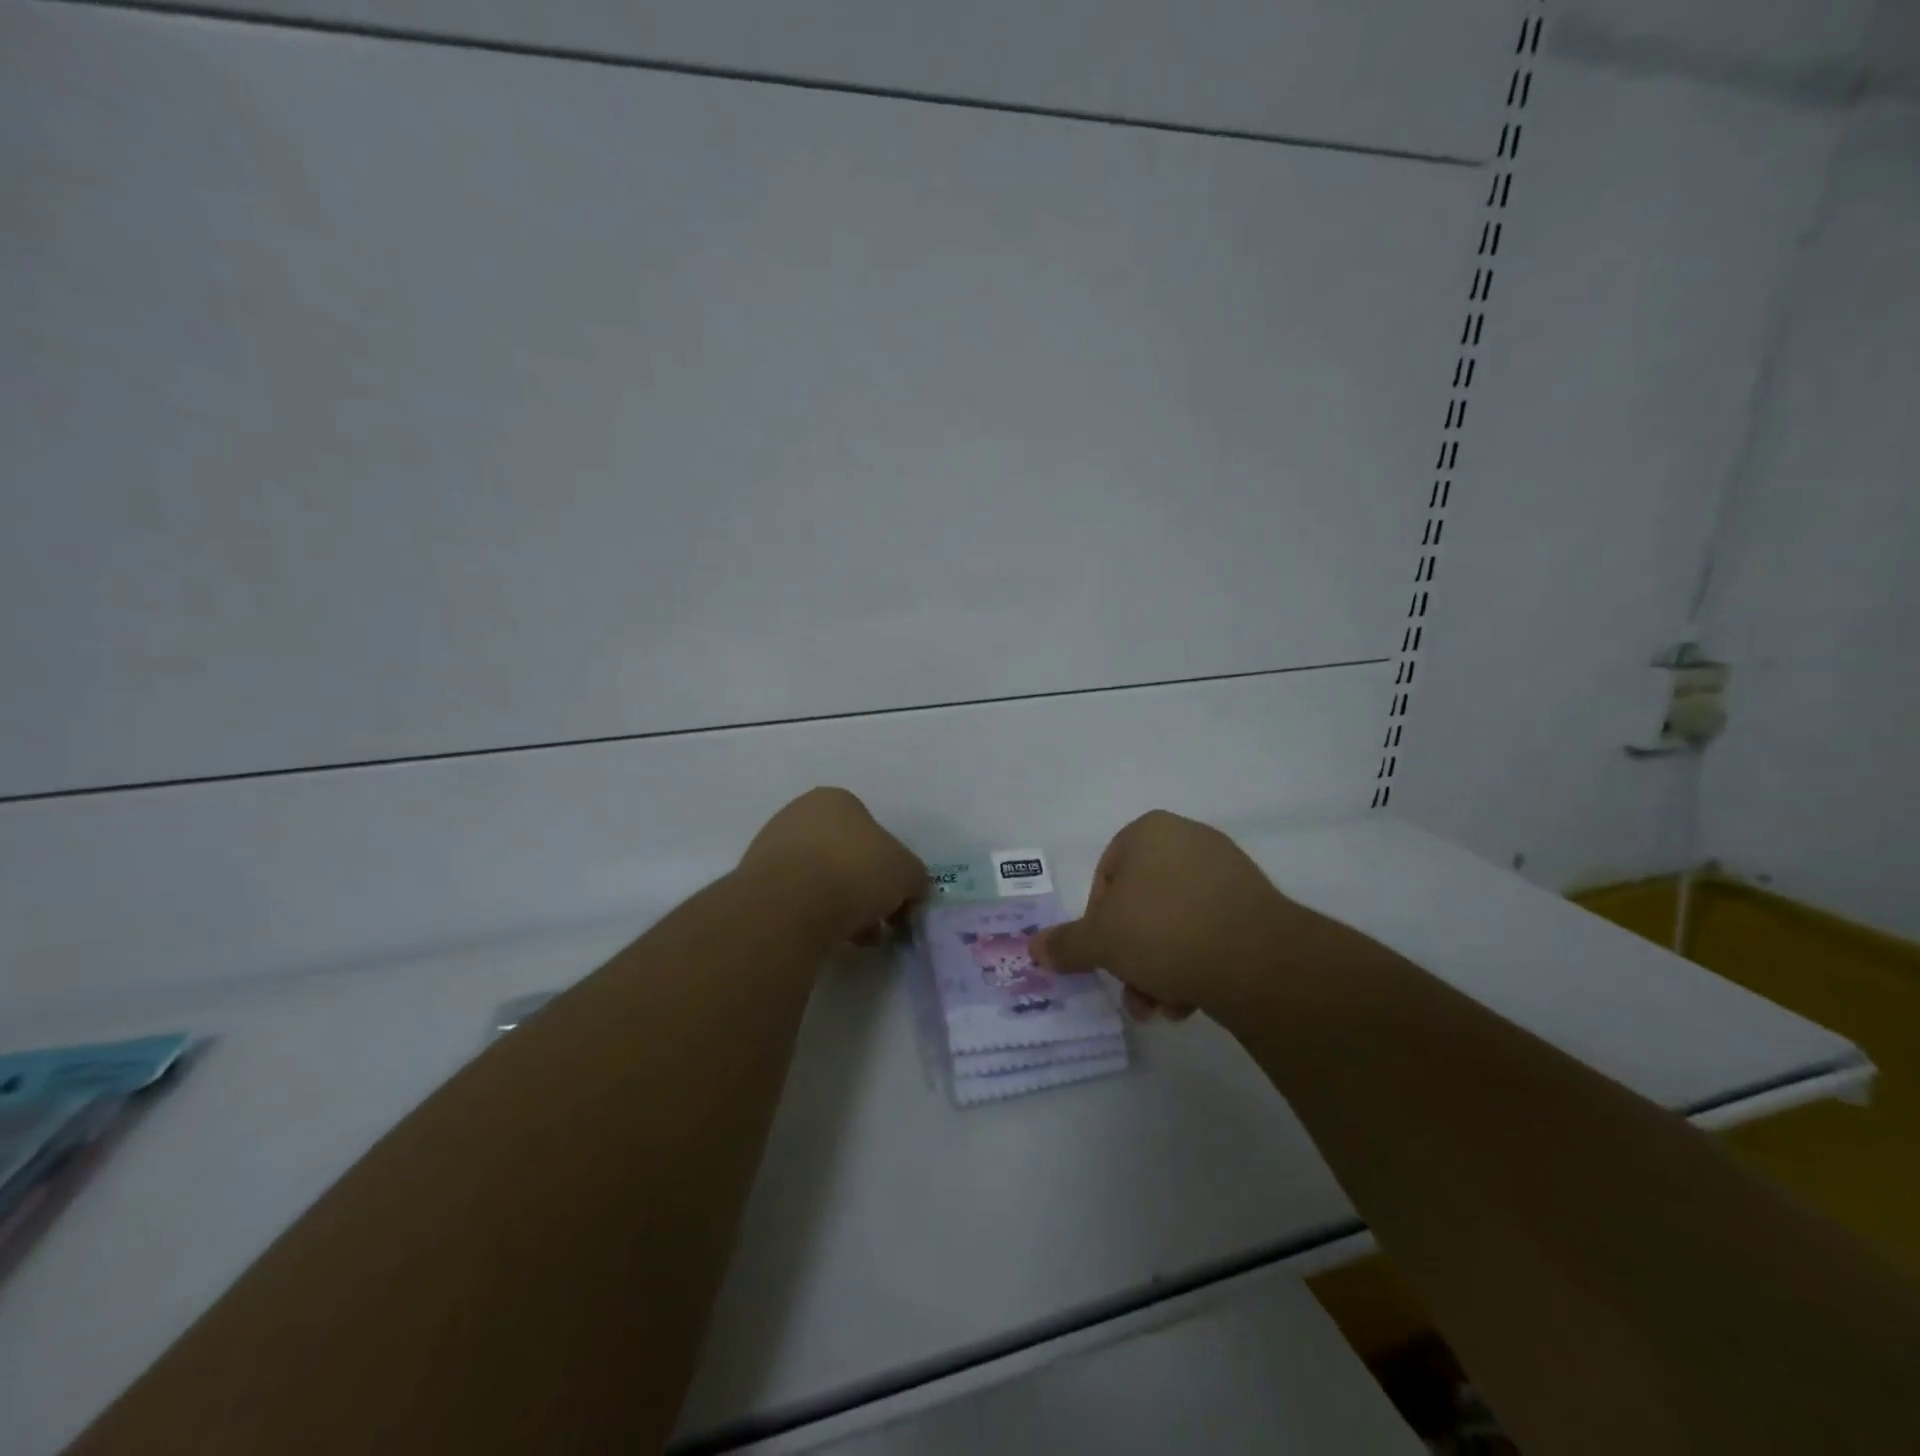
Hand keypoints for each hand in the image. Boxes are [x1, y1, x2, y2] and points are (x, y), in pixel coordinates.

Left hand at [739, 788, 927, 945]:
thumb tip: (911, 891)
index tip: (896, 900)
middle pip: (845, 857)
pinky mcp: (752, 882)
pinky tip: (822, 938)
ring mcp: (770, 846)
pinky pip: (795, 900)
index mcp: (836, 800)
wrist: (789, 905)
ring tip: (853, 939)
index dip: (890, 868)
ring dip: (840, 907)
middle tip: (877, 924)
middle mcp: (799, 814)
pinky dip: (812, 917)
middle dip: (864, 891)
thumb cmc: (855, 872)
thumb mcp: (907, 873)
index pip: (873, 832)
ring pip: (820, 880)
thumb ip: (914, 878)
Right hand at [1031, 810, 1321, 1023]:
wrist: (1258, 960)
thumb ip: (1066, 943)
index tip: (1103, 955)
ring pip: (1174, 924)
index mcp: (1150, 832)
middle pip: (1142, 906)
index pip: (1106, 877)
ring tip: (1164, 1008)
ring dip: (1160, 969)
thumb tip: (1034, 948)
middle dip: (1132, 956)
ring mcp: (1227, 871)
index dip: (1097, 922)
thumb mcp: (1101, 940)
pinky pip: (1209, 931)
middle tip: (1133, 993)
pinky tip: (1193, 1000)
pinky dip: (1195, 963)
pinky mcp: (1256, 904)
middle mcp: (1189, 841)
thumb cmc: (1164, 931)